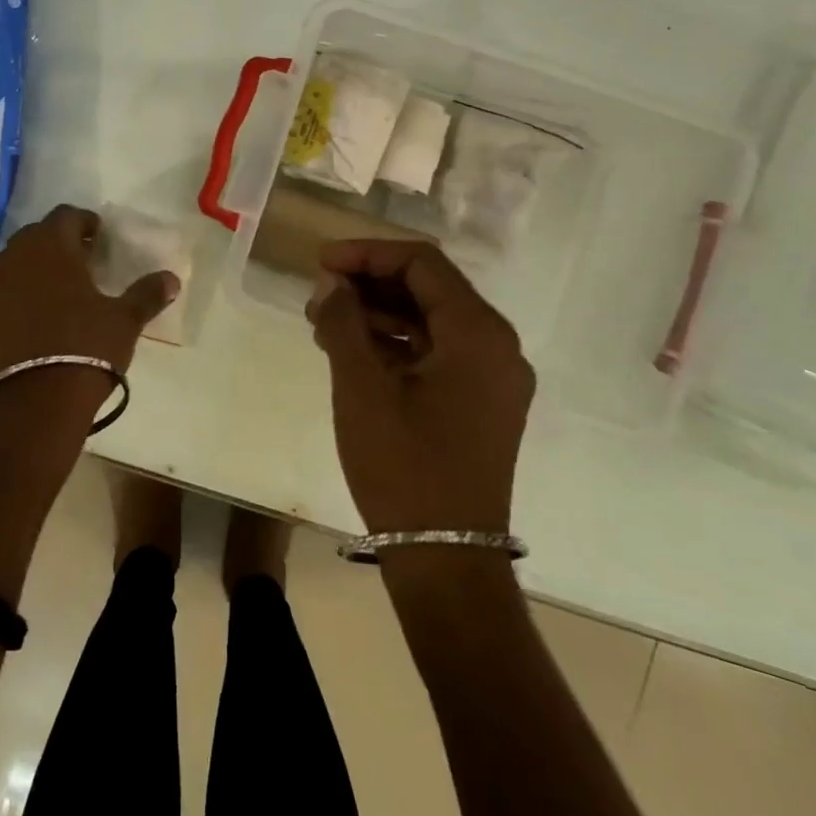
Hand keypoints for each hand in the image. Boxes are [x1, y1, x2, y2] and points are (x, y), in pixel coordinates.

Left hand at [0, 204, 179, 435]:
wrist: (32, 406)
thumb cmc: (85, 349)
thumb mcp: (124, 321)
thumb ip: (146, 294)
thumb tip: (171, 278)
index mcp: (51, 247)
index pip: (66, 215)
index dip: (84, 222)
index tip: (98, 236)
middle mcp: (14, 258)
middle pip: (36, 236)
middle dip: (57, 244)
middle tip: (80, 262)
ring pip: (12, 266)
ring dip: (32, 271)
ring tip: (56, 293)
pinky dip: (14, 301)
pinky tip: (31, 324)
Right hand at [306, 240, 533, 533]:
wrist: (446, 561)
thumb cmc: (403, 467)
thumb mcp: (361, 387)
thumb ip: (344, 320)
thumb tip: (330, 282)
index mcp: (478, 333)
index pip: (421, 263)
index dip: (366, 254)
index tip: (321, 262)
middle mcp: (497, 346)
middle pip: (428, 289)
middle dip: (369, 284)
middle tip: (318, 295)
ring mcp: (494, 377)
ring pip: (431, 321)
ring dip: (378, 314)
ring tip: (325, 323)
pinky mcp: (482, 403)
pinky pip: (438, 353)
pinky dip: (396, 344)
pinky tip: (352, 352)